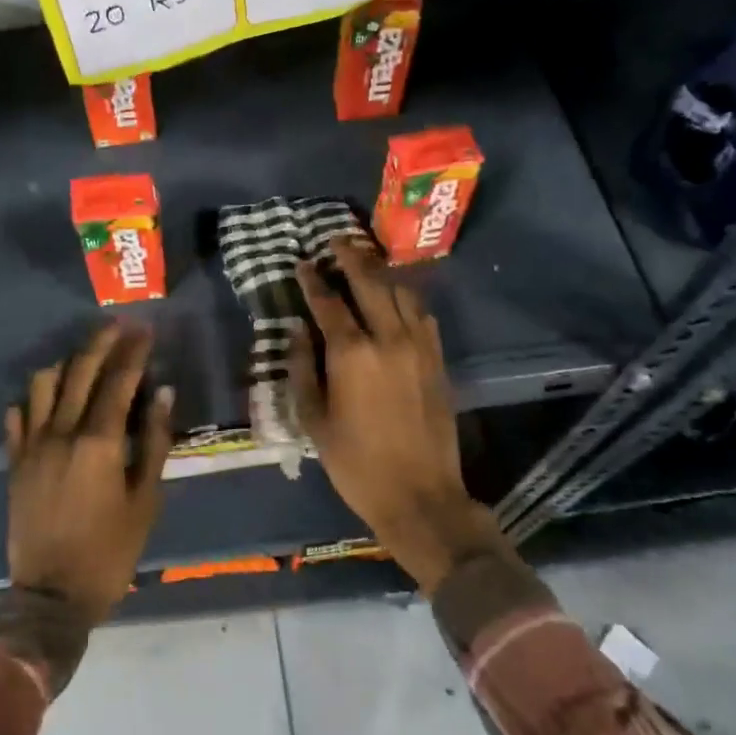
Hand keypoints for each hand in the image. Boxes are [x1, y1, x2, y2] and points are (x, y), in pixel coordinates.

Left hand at [5, 323, 174, 618]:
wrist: (52, 595)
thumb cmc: (110, 550)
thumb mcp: (145, 499)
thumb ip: (153, 442)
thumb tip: (161, 394)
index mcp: (98, 442)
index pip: (118, 381)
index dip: (133, 351)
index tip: (145, 329)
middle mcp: (60, 433)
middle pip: (79, 371)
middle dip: (101, 343)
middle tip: (119, 325)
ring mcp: (31, 446)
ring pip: (43, 385)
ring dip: (66, 364)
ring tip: (85, 359)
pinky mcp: (14, 462)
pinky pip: (18, 417)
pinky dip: (33, 399)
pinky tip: (46, 398)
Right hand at [288, 238, 505, 594]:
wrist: (419, 494)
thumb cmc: (355, 462)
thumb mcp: (314, 420)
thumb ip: (302, 368)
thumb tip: (298, 330)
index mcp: (352, 354)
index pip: (328, 303)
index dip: (312, 280)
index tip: (302, 263)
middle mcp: (388, 338)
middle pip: (370, 283)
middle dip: (351, 257)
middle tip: (336, 240)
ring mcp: (419, 347)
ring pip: (401, 293)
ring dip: (381, 273)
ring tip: (365, 260)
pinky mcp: (437, 360)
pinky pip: (422, 315)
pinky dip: (406, 299)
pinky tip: (397, 297)